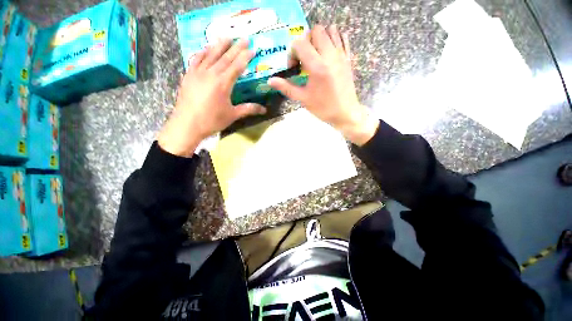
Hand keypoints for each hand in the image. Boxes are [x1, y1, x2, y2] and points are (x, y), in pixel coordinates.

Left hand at [158, 38, 266, 156]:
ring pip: (210, 55)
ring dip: (220, 45)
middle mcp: (211, 74)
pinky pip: (196, 59)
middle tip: (244, 38)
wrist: (187, 124)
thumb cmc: (212, 120)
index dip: (245, 57)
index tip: (252, 49)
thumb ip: (248, 109)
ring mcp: (198, 72)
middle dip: (236, 47)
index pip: (237, 66)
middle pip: (225, 57)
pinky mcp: (189, 75)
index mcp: (223, 83)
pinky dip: (202, 52)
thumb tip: (264, 109)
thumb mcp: (232, 115)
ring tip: (227, 37)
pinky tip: (206, 48)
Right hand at [268, 25, 377, 145]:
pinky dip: (334, 39)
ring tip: (316, 55)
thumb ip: (286, 87)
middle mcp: (330, 55)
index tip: (294, 66)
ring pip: (330, 30)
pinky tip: (329, 54)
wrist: (345, 112)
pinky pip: (342, 38)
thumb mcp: (303, 99)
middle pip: (315, 30)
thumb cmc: (323, 108)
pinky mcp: (348, 58)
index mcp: (317, 66)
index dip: (292, 52)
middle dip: (306, 41)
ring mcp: (341, 55)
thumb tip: (270, 81)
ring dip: (320, 38)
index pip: (300, 43)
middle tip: (304, 58)